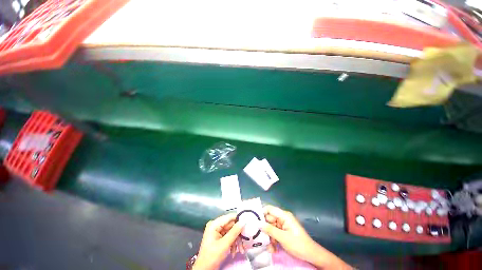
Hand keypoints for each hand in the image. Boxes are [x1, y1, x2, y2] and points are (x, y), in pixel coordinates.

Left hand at [193, 213, 245, 269]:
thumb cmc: (212, 257)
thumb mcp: (224, 244)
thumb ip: (234, 232)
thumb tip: (243, 221)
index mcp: (214, 224)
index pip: (229, 217)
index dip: (238, 219)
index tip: (247, 224)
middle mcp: (215, 225)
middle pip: (231, 225)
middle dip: (238, 235)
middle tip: (244, 242)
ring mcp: (217, 232)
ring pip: (231, 232)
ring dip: (236, 241)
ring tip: (241, 250)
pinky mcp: (219, 238)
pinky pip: (229, 237)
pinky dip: (233, 244)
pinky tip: (234, 252)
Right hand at [261, 205, 317, 259]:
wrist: (311, 255)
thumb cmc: (298, 244)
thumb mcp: (283, 238)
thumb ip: (270, 230)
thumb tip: (258, 223)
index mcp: (284, 215)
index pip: (270, 209)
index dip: (262, 212)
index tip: (254, 220)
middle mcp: (282, 218)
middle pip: (269, 219)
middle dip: (265, 229)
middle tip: (259, 237)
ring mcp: (283, 226)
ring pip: (270, 228)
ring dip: (269, 238)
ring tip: (269, 248)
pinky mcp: (283, 232)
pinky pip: (274, 234)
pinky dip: (272, 241)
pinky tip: (273, 249)